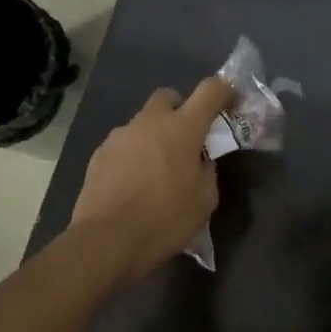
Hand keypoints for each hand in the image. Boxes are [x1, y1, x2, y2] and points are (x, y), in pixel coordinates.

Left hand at [70, 77, 233, 282]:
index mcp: (183, 128)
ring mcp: (120, 136)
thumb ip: (207, 170)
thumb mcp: (204, 199)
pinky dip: (134, 155)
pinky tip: (134, 184)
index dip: (224, 91)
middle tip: (188, 140)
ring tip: (158, 171)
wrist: (107, 241)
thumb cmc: (165, 220)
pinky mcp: (99, 154)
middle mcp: (150, 122)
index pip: (210, 90)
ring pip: (144, 123)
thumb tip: (201, 160)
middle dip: (181, 110)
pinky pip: (125, 145)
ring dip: (155, 136)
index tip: (231, 102)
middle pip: (169, 97)